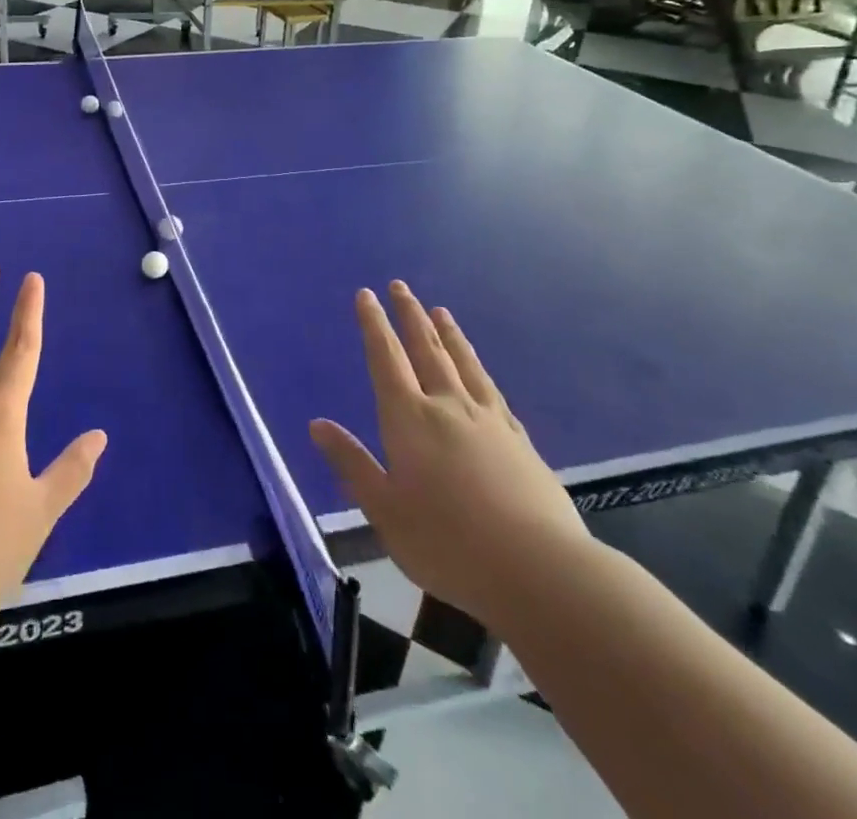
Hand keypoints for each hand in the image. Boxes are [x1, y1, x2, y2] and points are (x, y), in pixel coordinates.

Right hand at [310, 282, 589, 627]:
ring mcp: (488, 420)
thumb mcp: (385, 510)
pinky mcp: (519, 440)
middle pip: (425, 349)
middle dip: (409, 315)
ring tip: (439, 311)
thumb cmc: (448, 543)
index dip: (374, 325)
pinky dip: (479, 368)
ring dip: (448, 334)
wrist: (539, 570)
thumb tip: (317, 425)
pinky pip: (492, 389)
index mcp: (410, 419)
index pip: (386, 359)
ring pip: (463, 363)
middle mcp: (448, 406)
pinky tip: (479, 370)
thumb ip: (352, 464)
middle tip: (401, 286)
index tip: (366, 295)